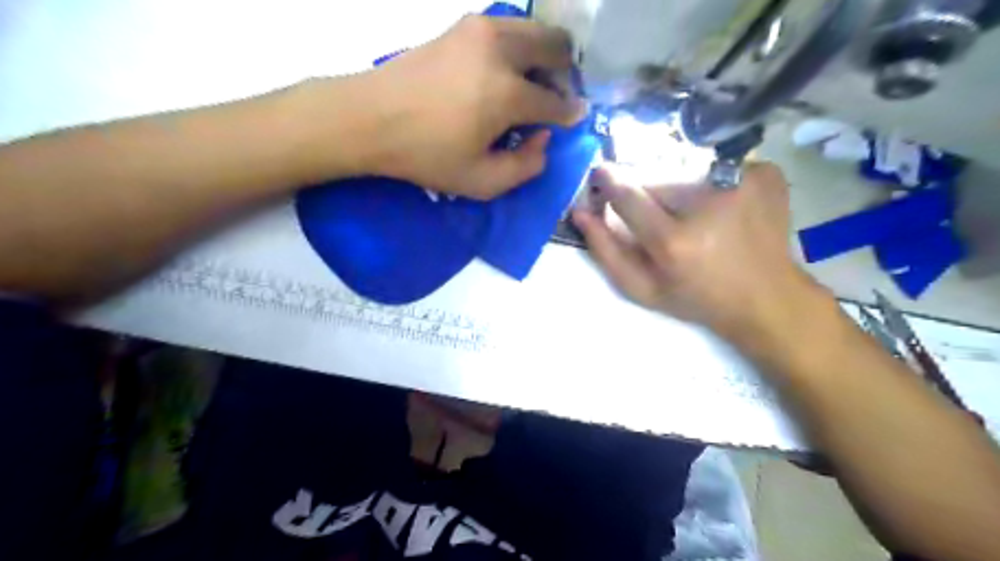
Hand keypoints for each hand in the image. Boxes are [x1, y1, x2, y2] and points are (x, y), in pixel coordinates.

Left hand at [360, 16, 588, 199]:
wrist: (370, 118)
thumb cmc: (426, 155)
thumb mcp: (482, 181)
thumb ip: (526, 167)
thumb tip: (543, 140)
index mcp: (508, 94)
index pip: (557, 102)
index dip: (570, 114)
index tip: (575, 118)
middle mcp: (501, 50)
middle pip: (557, 46)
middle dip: (566, 73)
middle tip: (557, 96)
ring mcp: (480, 30)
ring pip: (534, 29)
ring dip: (544, 55)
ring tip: (534, 83)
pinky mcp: (461, 25)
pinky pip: (508, 27)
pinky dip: (519, 46)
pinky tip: (506, 71)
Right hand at [571, 162, 820, 340]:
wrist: (768, 299)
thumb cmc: (698, 299)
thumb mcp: (643, 289)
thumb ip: (606, 252)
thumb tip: (581, 213)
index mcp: (674, 242)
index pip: (628, 195)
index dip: (610, 183)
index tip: (600, 175)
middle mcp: (709, 204)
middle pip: (659, 180)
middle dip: (652, 196)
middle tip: (666, 222)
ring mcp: (743, 182)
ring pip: (687, 171)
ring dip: (683, 192)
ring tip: (699, 220)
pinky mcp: (765, 173)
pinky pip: (721, 167)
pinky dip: (716, 184)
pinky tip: (727, 212)